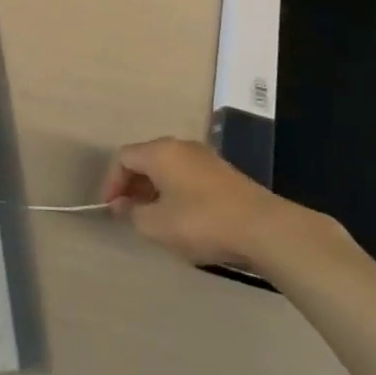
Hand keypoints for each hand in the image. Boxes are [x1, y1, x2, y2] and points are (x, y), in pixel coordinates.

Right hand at [101, 138, 278, 268]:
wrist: (263, 228)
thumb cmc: (201, 222)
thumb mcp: (156, 226)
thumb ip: (132, 214)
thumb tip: (121, 205)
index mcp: (160, 152)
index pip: (123, 157)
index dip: (112, 182)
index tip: (112, 209)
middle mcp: (181, 146)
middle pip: (146, 158)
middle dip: (132, 185)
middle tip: (130, 212)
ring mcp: (205, 157)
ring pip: (168, 167)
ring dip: (155, 189)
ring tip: (154, 217)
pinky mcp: (224, 173)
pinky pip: (188, 175)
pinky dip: (176, 190)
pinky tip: (183, 216)